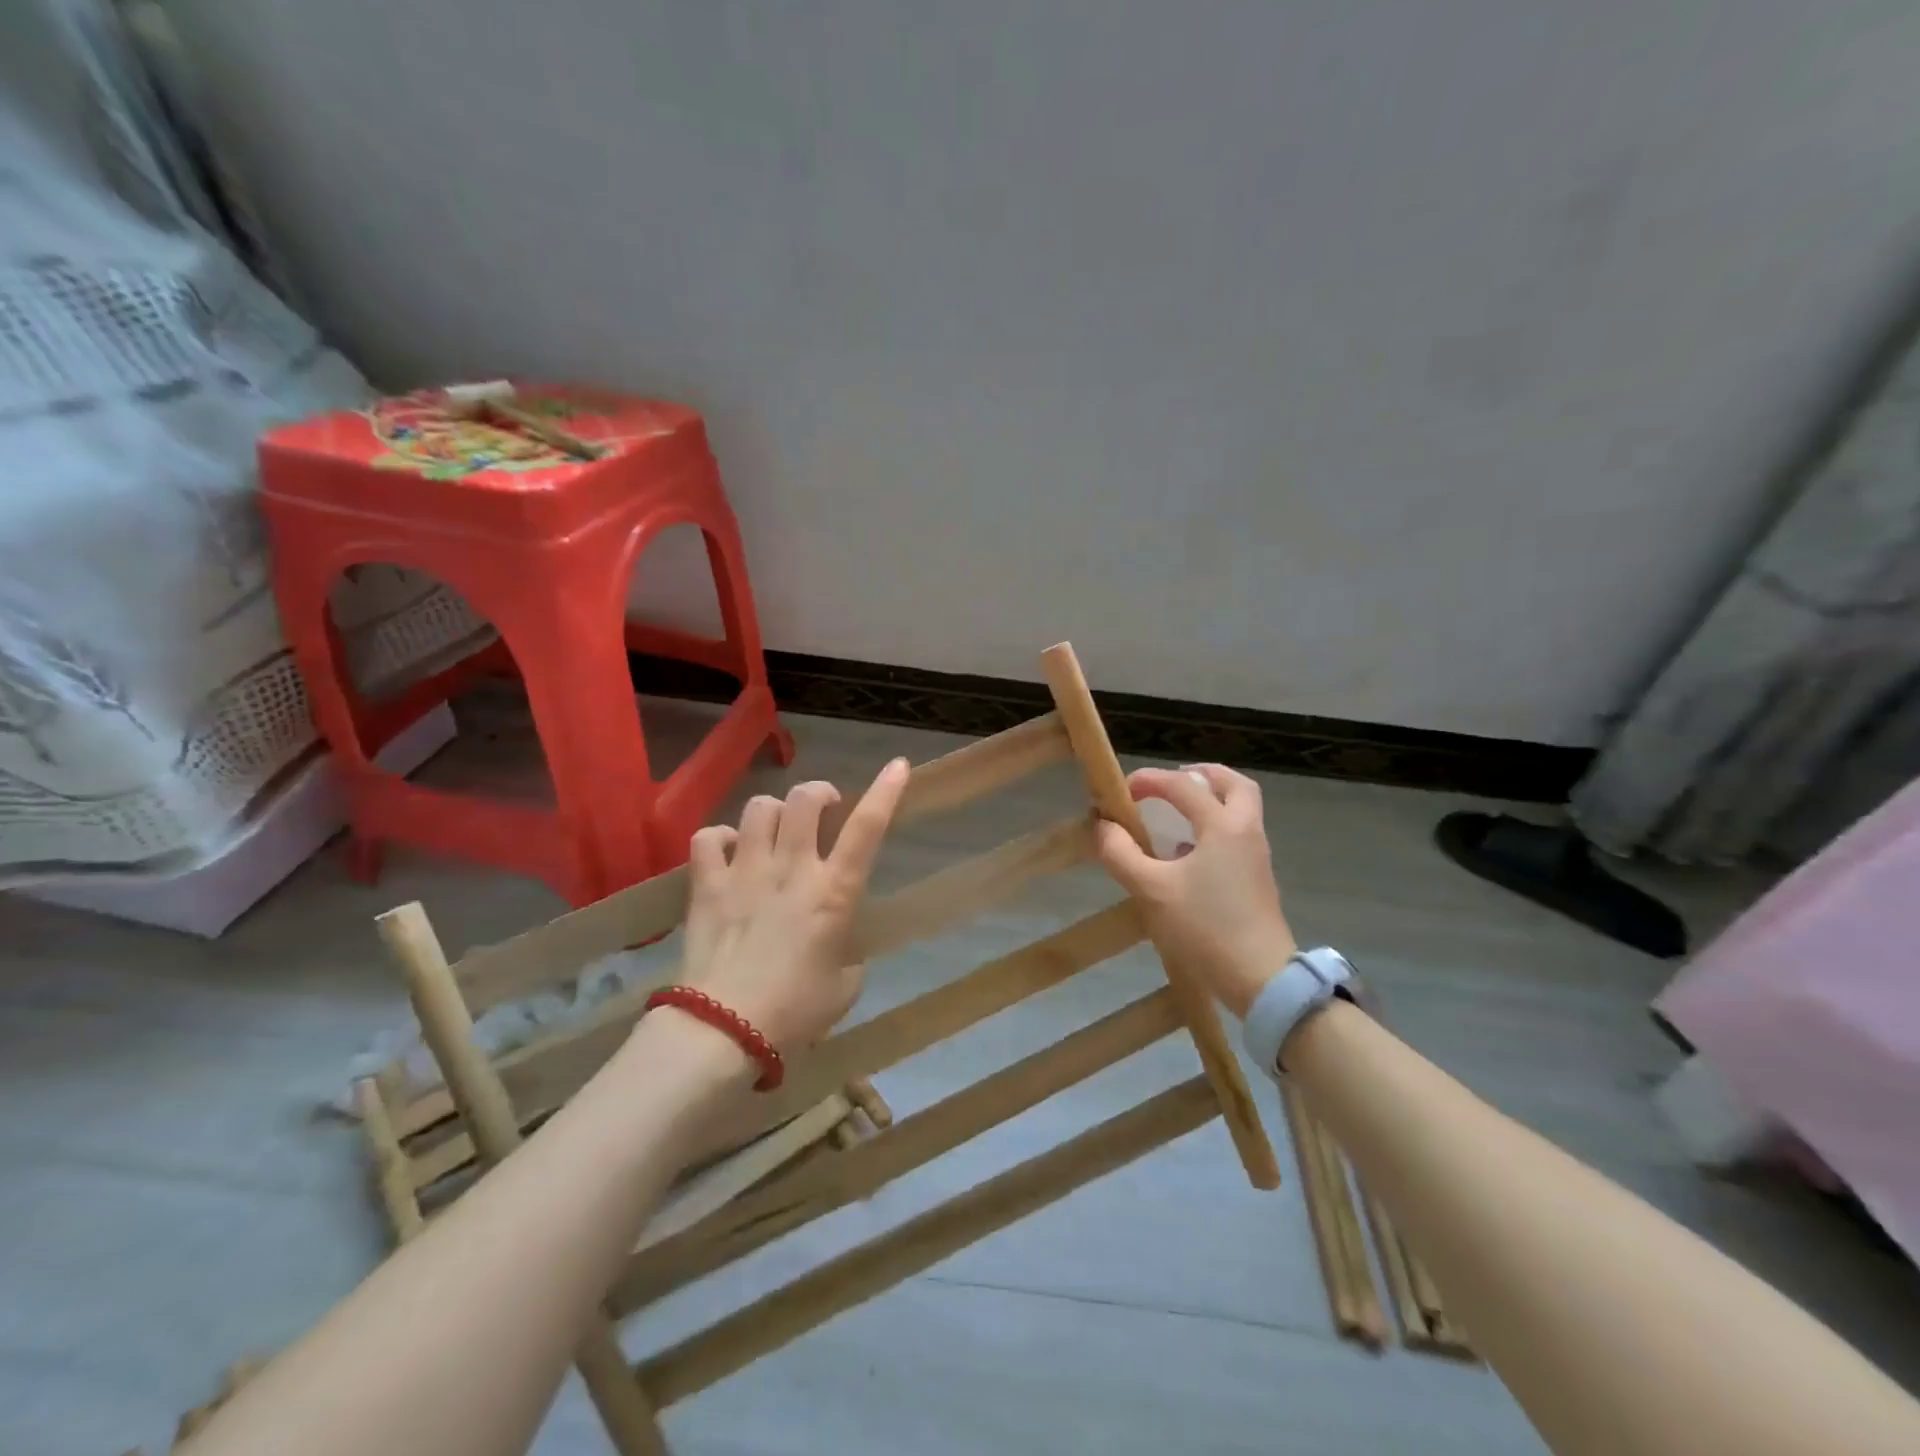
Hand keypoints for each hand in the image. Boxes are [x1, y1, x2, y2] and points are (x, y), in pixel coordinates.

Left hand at [677, 757, 910, 1050]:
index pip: (866, 829)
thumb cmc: (795, 1012)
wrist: (724, 1030)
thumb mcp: (845, 987)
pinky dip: (720, 838)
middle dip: (819, 793)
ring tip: (774, 831)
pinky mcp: (707, 885)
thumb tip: (839, 947)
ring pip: (759, 808)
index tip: (898, 765)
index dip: (885, 792)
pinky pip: (708, 837)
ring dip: (773, 812)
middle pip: (805, 799)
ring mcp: (745, 872)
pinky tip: (728, 852)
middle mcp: (791, 869)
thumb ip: (849, 956)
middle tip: (823, 809)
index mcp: (833, 892)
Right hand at [1095, 764, 1296, 1017]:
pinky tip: (1184, 855)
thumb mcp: (1152, 890)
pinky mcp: (1256, 881)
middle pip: (1233, 785)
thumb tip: (1103, 826)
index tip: (1121, 791)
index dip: (1150, 780)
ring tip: (1174, 814)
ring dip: (1209, 801)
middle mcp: (1246, 832)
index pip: (1183, 785)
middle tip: (1170, 782)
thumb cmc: (1205, 928)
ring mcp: (1256, 857)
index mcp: (1223, 826)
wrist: (1261, 978)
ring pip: (1240, 811)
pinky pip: (1236, 837)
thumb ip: (1122, 853)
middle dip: (1200, 776)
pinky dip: (1212, 830)